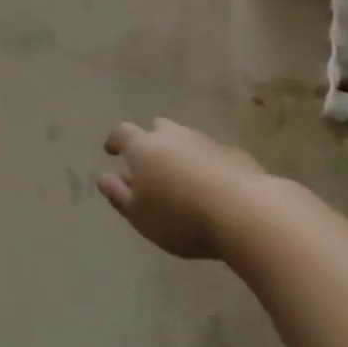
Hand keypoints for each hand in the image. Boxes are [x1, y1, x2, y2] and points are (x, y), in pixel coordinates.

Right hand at [98, 118, 263, 259]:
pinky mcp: (233, 154)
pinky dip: (206, 164)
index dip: (115, 141)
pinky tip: (212, 187)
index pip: (123, 133)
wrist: (244, 212)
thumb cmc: (180, 217)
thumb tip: (103, 177)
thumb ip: (118, 195)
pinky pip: (212, 154)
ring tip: (182, 178)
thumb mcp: (139, 216)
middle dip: (152, 141)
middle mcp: (173, 136)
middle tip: (151, 163)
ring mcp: (205, 142)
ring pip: (186, 139)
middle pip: (158, 128)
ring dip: (180, 152)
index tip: (111, 150)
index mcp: (144, 148)